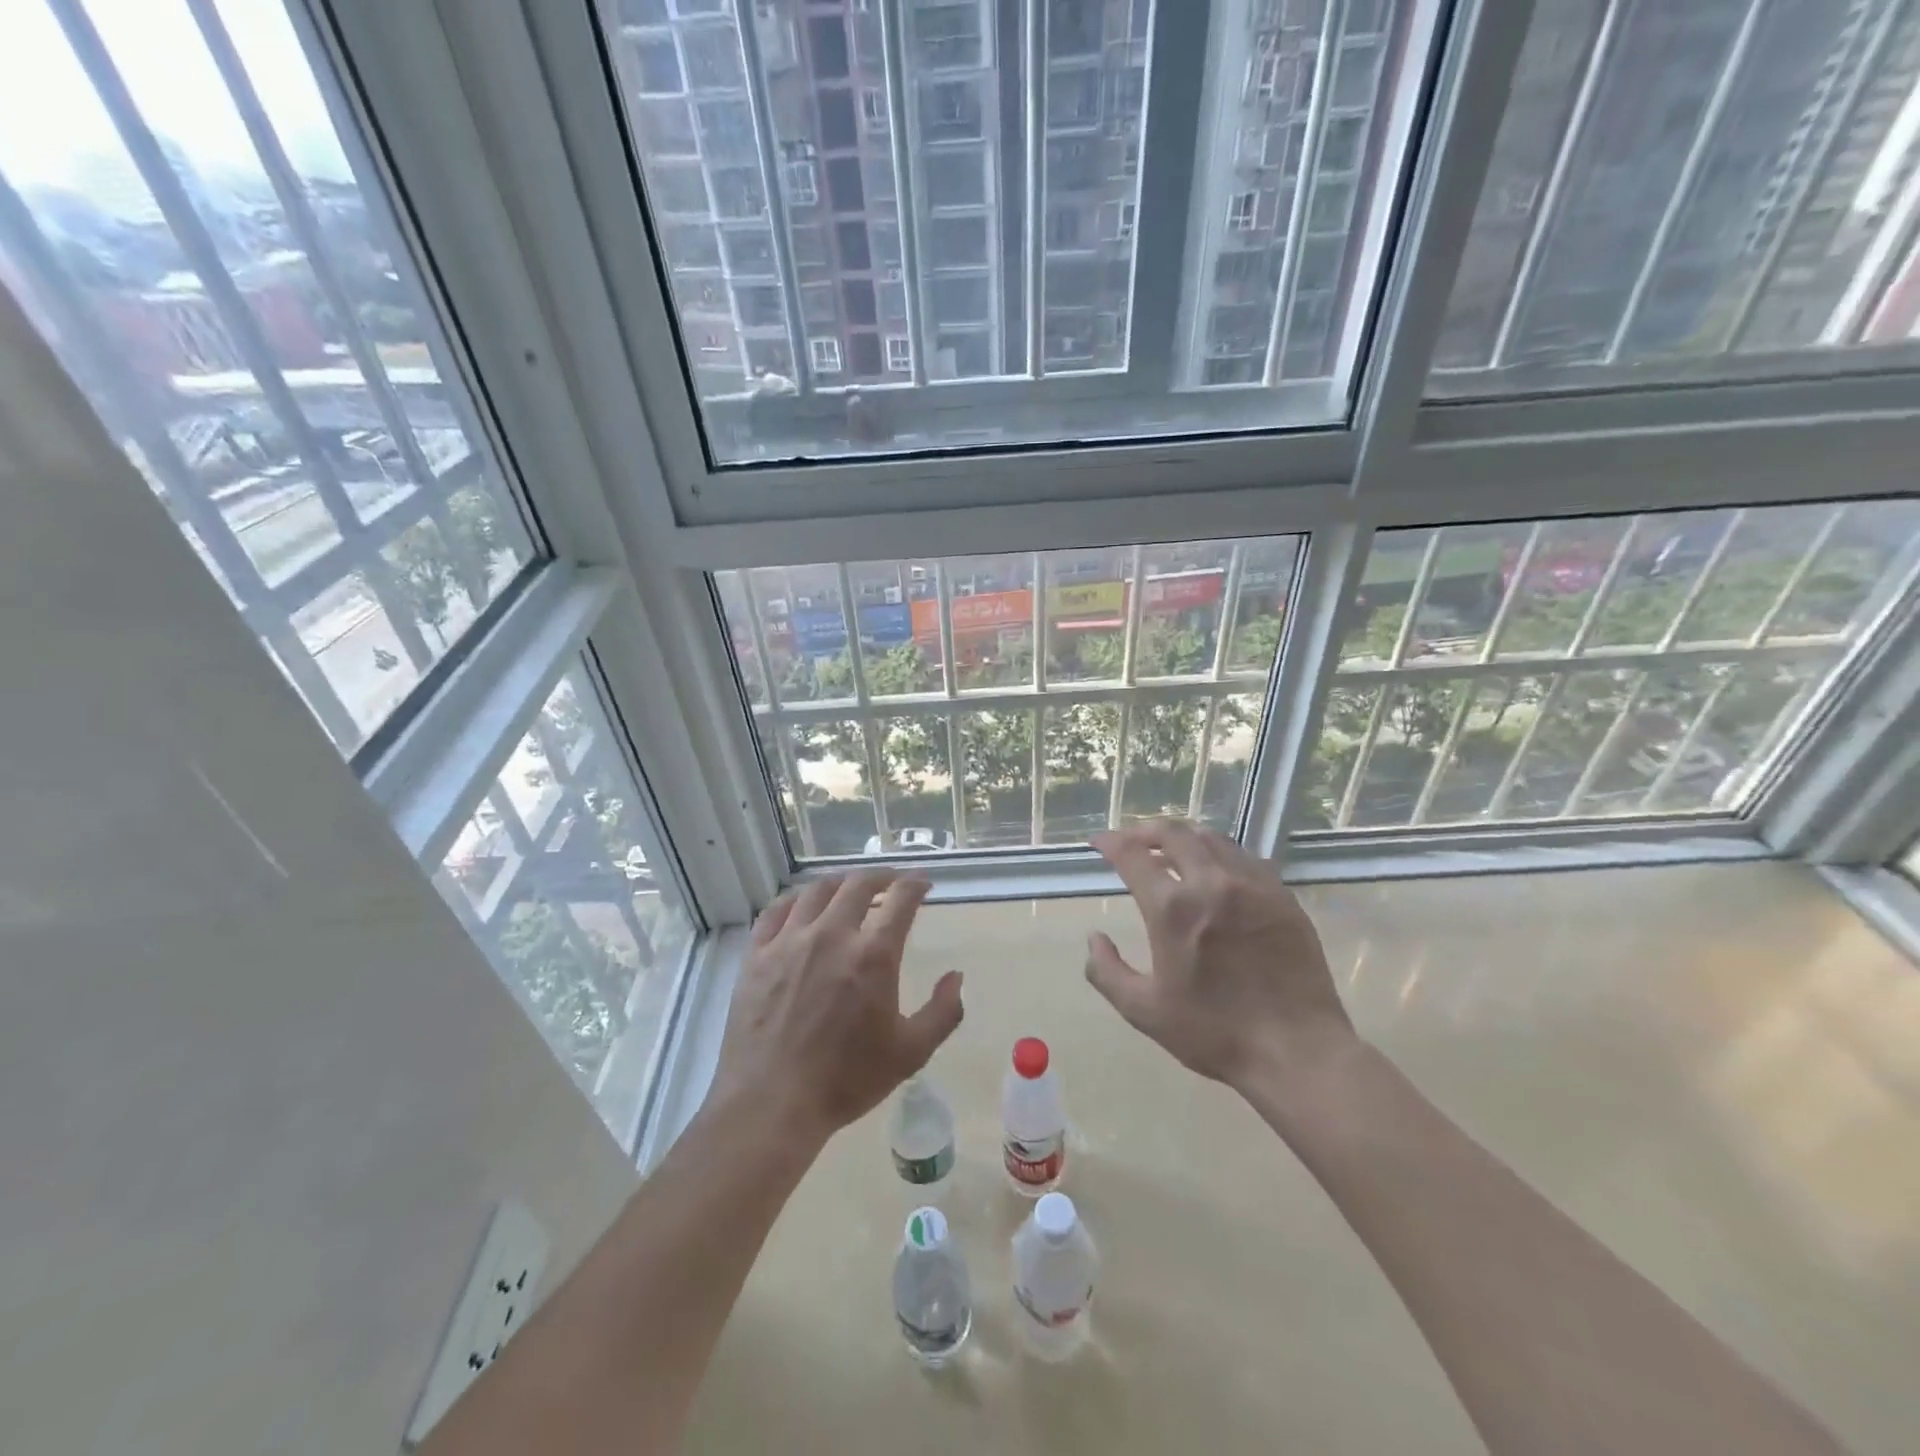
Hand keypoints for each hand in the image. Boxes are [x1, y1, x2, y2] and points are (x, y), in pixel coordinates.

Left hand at [709, 871, 962, 1143]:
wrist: (771, 1103)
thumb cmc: (846, 1080)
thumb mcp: (911, 1053)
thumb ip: (943, 1011)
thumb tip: (956, 976)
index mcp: (873, 955)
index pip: (901, 899)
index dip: (915, 884)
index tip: (923, 883)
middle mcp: (832, 934)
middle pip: (858, 884)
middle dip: (881, 877)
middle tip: (890, 883)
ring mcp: (789, 941)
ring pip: (816, 890)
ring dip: (840, 883)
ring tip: (849, 889)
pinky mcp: (757, 954)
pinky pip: (776, 910)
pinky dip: (796, 899)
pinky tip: (802, 905)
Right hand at [1086, 820, 1357, 1095]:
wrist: (1297, 1051)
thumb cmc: (1214, 1032)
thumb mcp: (1144, 1011)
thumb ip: (1107, 971)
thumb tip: (1095, 938)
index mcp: (1173, 909)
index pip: (1133, 855)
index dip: (1110, 843)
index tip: (1098, 843)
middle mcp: (1212, 883)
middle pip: (1173, 833)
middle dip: (1144, 831)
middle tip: (1131, 841)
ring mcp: (1253, 885)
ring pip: (1211, 839)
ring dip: (1183, 837)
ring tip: (1169, 850)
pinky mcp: (1282, 897)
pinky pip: (1244, 857)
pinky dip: (1219, 853)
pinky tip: (1216, 871)